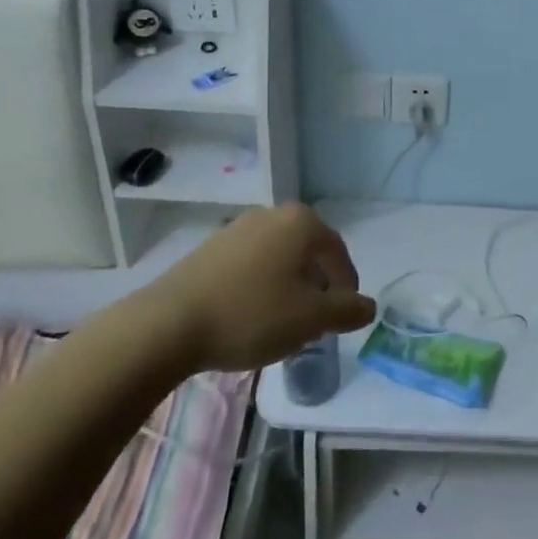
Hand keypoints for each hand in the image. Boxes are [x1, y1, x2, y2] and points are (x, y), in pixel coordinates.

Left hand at [158, 205, 376, 371]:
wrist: (168, 324)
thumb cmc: (251, 314)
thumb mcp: (310, 319)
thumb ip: (347, 310)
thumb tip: (368, 306)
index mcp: (300, 222)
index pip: (337, 251)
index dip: (346, 285)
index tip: (343, 315)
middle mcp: (271, 214)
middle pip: (307, 252)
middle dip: (316, 286)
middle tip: (315, 321)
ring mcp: (236, 228)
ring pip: (278, 258)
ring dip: (287, 287)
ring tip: (282, 323)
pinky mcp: (209, 249)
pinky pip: (250, 265)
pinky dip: (259, 286)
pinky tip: (249, 317)